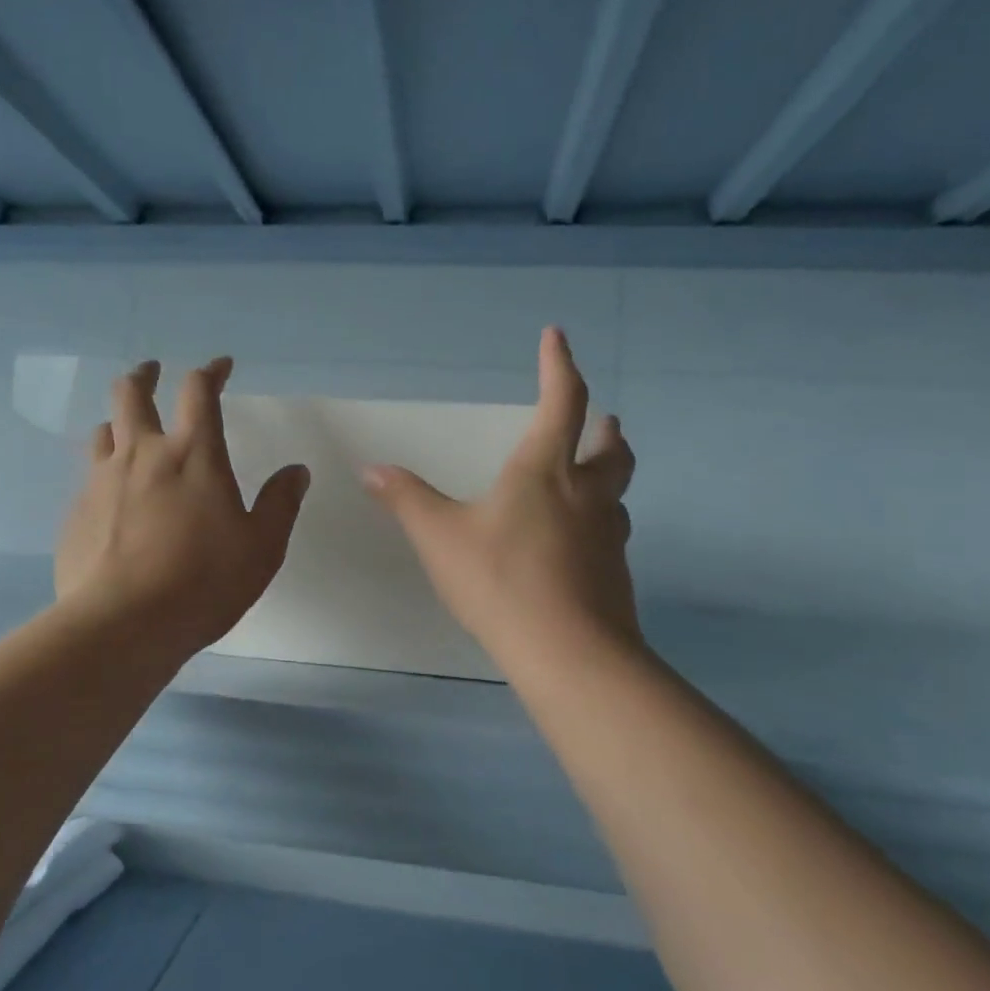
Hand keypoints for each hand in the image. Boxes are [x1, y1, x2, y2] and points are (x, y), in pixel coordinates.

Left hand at [56, 356, 310, 658]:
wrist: (122, 624)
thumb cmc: (203, 582)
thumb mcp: (262, 547)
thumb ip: (281, 504)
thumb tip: (296, 471)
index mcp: (193, 455)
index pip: (199, 392)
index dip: (210, 372)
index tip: (220, 366)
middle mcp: (142, 455)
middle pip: (132, 393)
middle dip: (145, 375)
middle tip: (153, 372)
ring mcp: (101, 481)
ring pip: (104, 430)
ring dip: (119, 422)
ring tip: (130, 432)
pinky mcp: (76, 512)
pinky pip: (89, 477)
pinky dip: (105, 473)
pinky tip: (114, 500)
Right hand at [363, 327, 639, 666]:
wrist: (569, 654)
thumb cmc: (501, 581)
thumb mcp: (440, 537)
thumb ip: (406, 500)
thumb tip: (371, 469)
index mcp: (546, 471)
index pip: (562, 401)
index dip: (559, 365)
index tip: (556, 336)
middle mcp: (587, 494)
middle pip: (610, 448)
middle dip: (603, 427)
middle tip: (602, 418)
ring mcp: (607, 535)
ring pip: (618, 492)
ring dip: (609, 473)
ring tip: (593, 476)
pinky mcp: (614, 574)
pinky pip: (610, 533)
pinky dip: (599, 521)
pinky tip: (579, 542)